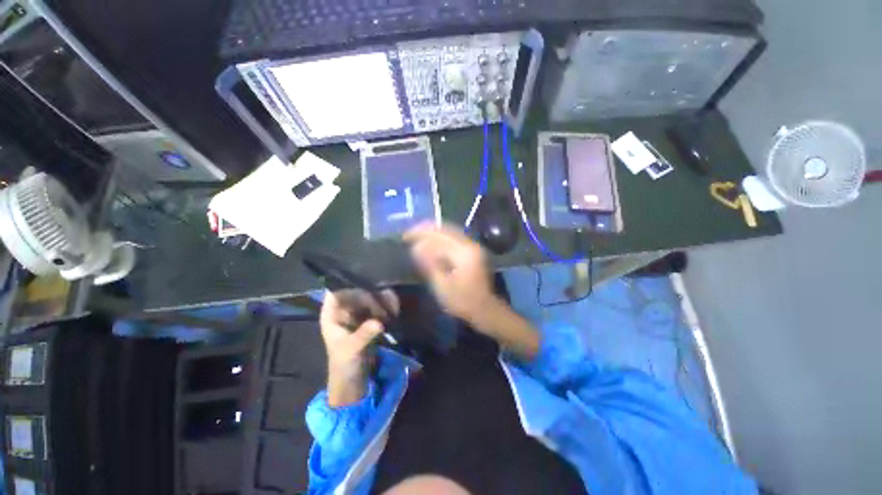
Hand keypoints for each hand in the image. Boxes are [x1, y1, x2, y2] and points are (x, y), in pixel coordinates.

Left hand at [320, 289, 397, 406]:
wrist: (354, 379)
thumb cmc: (344, 364)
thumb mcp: (351, 350)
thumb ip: (363, 335)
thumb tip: (379, 323)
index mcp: (331, 314)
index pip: (337, 291)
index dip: (349, 285)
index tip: (366, 284)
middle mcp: (344, 309)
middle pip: (357, 291)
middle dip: (371, 293)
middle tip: (385, 299)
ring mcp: (358, 312)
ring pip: (370, 297)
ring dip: (381, 299)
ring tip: (392, 304)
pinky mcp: (370, 317)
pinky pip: (379, 306)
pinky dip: (387, 305)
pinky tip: (395, 308)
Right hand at [403, 223, 496, 323]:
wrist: (485, 309)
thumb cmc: (462, 301)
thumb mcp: (442, 286)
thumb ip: (429, 264)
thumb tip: (415, 246)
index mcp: (463, 252)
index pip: (439, 235)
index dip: (420, 233)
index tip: (405, 236)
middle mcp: (470, 244)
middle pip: (445, 229)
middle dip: (425, 229)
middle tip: (408, 234)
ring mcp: (473, 246)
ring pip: (449, 231)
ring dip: (432, 231)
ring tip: (416, 235)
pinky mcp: (472, 250)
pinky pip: (453, 237)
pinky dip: (440, 236)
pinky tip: (430, 240)